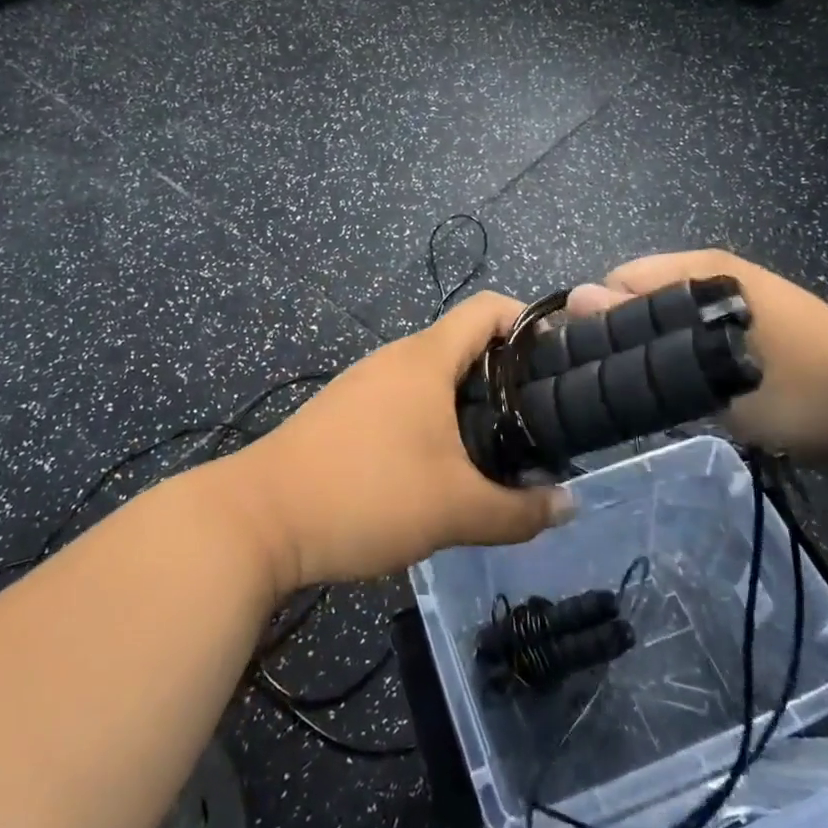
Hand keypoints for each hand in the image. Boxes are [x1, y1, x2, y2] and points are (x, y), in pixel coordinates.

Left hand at [212, 293, 573, 592]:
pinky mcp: (345, 411)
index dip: (529, 322)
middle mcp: (395, 358)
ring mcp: (365, 383)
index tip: (561, 361)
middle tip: (540, 418)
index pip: (488, 309)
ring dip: (469, 400)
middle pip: (464, 343)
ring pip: (433, 376)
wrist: (259, 518)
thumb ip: (519, 512)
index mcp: (425, 359)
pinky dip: (435, 418)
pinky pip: (405, 399)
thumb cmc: (366, 495)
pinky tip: (442, 465)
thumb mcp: (455, 511)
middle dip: (507, 373)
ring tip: (500, 446)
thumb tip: (568, 506)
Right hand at [569, 250, 827, 465]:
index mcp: (703, 268)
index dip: (599, 318)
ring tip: (649, 395)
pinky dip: (680, 363)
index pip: (619, 279)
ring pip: (666, 325)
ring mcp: (734, 304)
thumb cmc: (802, 387)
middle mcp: (713, 276)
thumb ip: (640, 331)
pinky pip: (693, 340)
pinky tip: (684, 395)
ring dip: (653, 354)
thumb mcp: (712, 362)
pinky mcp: (749, 332)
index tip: (590, 364)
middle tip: (620, 386)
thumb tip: (573, 298)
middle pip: (641, 301)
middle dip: (623, 338)